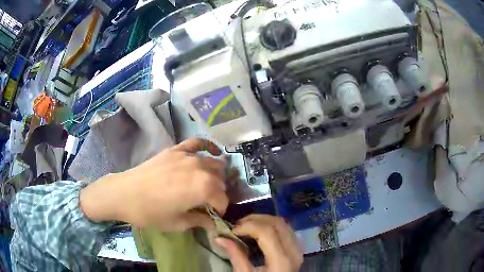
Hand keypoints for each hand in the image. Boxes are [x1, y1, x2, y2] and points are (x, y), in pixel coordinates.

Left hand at [80, 138, 228, 231]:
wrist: (125, 194)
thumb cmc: (151, 213)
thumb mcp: (178, 223)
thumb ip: (200, 221)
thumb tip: (213, 224)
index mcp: (203, 189)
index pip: (222, 200)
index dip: (220, 210)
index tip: (214, 217)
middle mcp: (200, 169)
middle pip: (219, 180)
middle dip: (218, 193)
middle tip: (209, 202)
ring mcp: (187, 156)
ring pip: (212, 163)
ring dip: (215, 174)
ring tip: (209, 183)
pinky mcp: (176, 150)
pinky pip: (196, 143)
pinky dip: (207, 146)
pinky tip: (212, 151)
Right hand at [215, 215, 303, 271]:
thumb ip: (236, 256)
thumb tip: (219, 238)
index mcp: (282, 260)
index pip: (267, 231)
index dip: (248, 226)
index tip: (232, 230)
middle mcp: (294, 251)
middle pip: (277, 223)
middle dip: (255, 220)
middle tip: (237, 226)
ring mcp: (298, 249)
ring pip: (283, 223)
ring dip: (263, 221)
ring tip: (246, 227)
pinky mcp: (297, 249)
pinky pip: (286, 230)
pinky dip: (271, 226)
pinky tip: (259, 232)